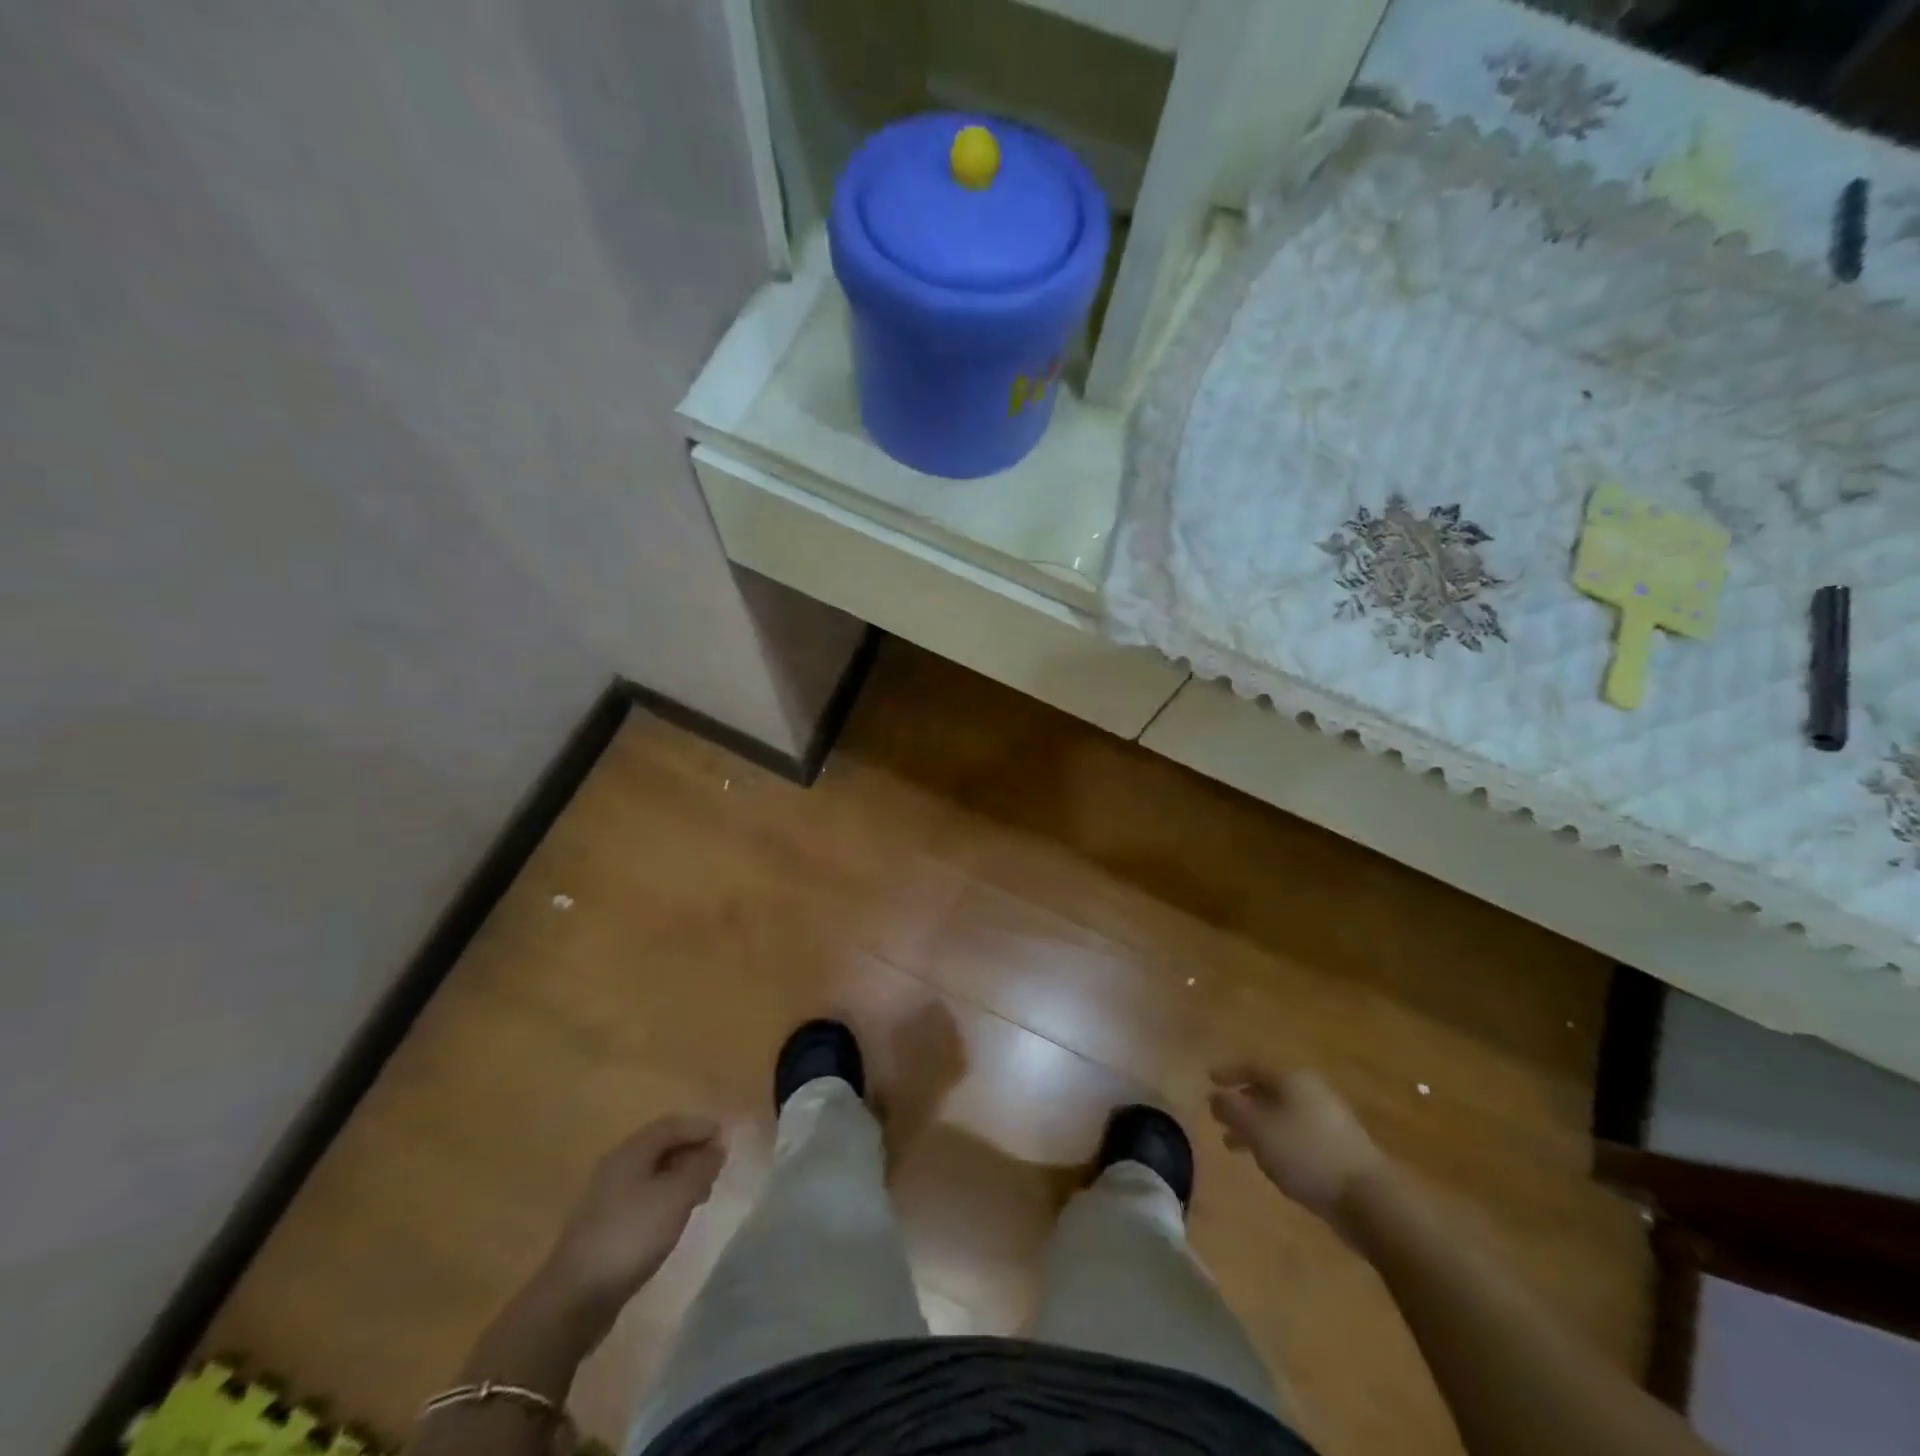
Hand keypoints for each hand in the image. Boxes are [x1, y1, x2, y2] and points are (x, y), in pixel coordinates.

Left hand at [538, 1114, 724, 1326]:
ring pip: (652, 1173)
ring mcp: (607, 1197)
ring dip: (680, 1176)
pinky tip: (674, 1218)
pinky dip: (665, 1197)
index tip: (727, 1141)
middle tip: (717, 1169)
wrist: (574, 1299)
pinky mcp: (604, 1225)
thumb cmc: (631, 1235)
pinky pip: (643, 1196)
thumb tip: (717, 1146)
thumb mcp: (676, 1197)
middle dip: (692, 1151)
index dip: (701, 1128)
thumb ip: (701, 1167)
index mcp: (632, 1151)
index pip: (672, 1125)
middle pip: (661, 1146)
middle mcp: (617, 1166)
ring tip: (701, 1195)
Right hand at [1209, 1065, 1386, 1224]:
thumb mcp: (1257, 1129)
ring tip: (1234, 1146)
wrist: (1368, 1198)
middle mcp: (1310, 1091)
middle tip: (1219, 1117)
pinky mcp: (1338, 1146)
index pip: (1252, 1065)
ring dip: (1256, 1126)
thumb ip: (1231, 1108)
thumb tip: (1214, 1095)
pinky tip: (1269, 1161)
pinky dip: (1275, 1140)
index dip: (1228, 1072)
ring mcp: (1328, 1119)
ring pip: (1281, 1114)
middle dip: (1241, 1102)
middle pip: (1267, 1089)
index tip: (1209, 1080)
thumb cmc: (1305, 1153)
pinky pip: (1296, 1133)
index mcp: (1292, 1079)